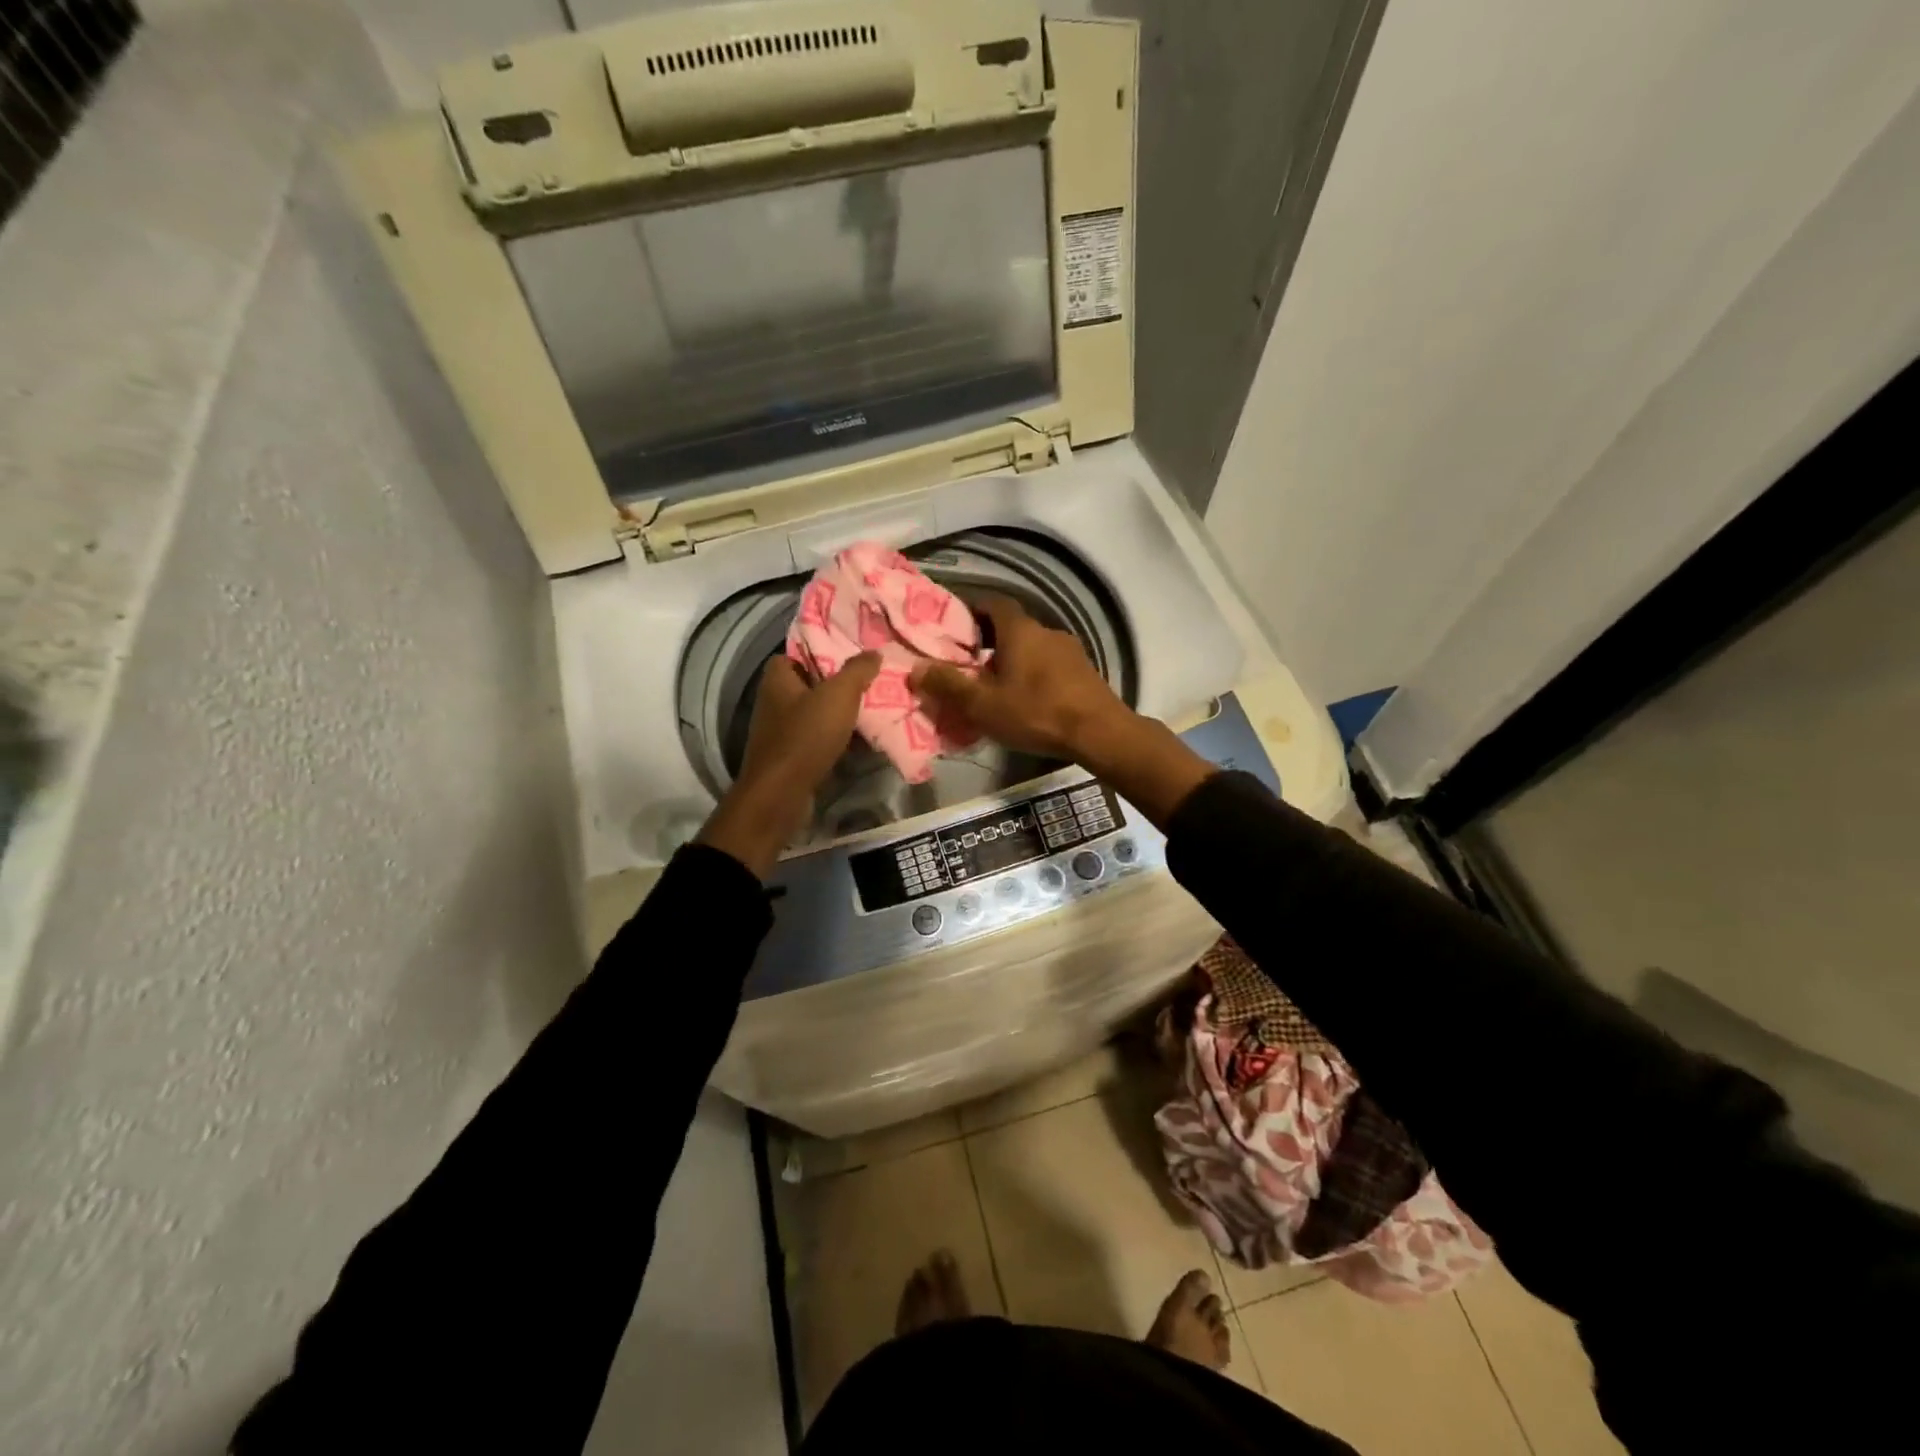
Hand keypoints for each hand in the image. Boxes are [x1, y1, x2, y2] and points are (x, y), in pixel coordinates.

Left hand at [698, 652, 879, 876]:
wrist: (782, 794)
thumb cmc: (806, 736)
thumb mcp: (839, 695)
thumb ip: (857, 670)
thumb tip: (874, 652)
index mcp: (777, 679)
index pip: (796, 654)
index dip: (821, 653)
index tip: (850, 658)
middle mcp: (773, 701)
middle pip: (810, 685)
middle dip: (838, 686)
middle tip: (868, 684)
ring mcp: (779, 732)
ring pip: (815, 715)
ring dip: (840, 716)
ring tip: (872, 712)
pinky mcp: (789, 757)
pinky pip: (817, 740)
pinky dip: (836, 740)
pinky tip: (861, 743)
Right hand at [908, 593, 1126, 760]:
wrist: (1099, 732)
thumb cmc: (1036, 712)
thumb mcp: (984, 705)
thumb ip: (948, 685)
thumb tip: (915, 669)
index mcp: (1020, 630)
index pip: (993, 602)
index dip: (972, 608)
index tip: (953, 623)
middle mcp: (1046, 630)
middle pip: (1011, 626)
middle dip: (988, 639)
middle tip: (968, 661)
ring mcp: (1070, 650)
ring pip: (1032, 646)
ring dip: (1012, 658)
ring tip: (995, 684)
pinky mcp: (1085, 671)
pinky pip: (1050, 664)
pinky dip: (1034, 673)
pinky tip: (1027, 698)